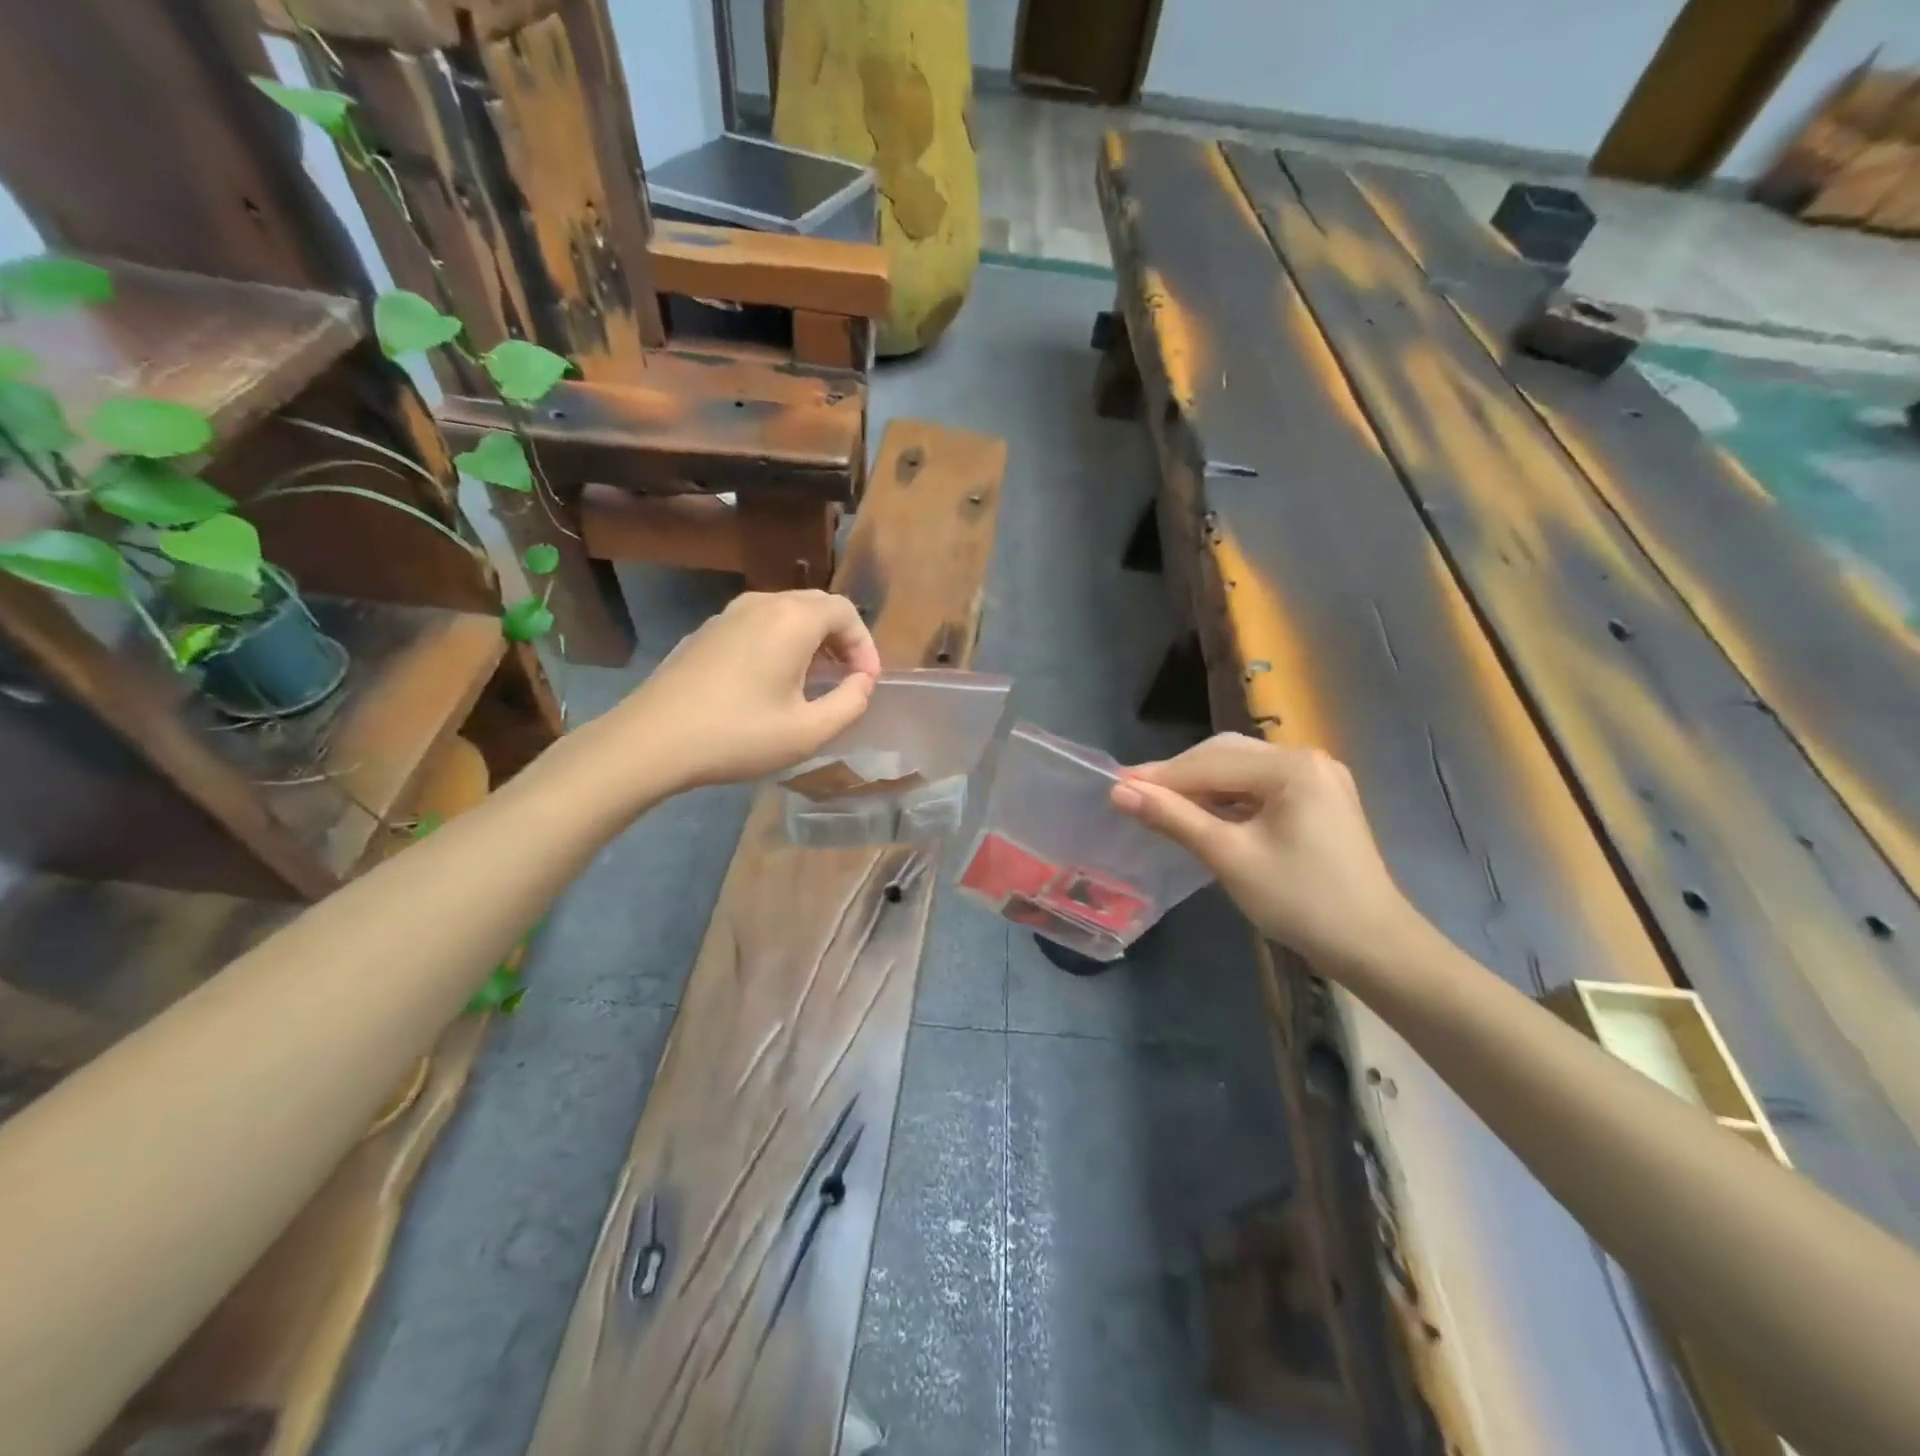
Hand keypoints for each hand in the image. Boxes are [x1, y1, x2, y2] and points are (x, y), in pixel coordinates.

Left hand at [590, 590, 881, 796]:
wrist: (652, 741)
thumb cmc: (738, 735)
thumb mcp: (808, 731)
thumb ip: (850, 703)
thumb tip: (862, 683)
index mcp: (792, 620)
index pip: (845, 612)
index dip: (865, 645)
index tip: (866, 683)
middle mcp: (762, 604)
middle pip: (816, 605)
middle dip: (841, 639)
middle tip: (847, 679)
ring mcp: (728, 614)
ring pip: (785, 613)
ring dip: (810, 641)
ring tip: (814, 682)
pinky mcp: (706, 632)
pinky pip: (757, 625)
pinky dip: (780, 643)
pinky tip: (771, 683)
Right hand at [1111, 733, 1421, 970]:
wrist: (1374, 947)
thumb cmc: (1301, 901)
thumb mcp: (1229, 857)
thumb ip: (1173, 818)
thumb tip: (1119, 792)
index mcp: (1291, 767)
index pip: (1209, 762)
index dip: (1159, 776)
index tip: (1114, 786)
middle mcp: (1306, 759)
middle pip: (1226, 756)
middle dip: (1179, 777)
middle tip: (1133, 796)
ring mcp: (1317, 779)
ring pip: (1241, 771)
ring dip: (1201, 787)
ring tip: (1159, 806)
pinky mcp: (1318, 800)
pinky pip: (1260, 788)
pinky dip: (1227, 799)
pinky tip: (1203, 815)